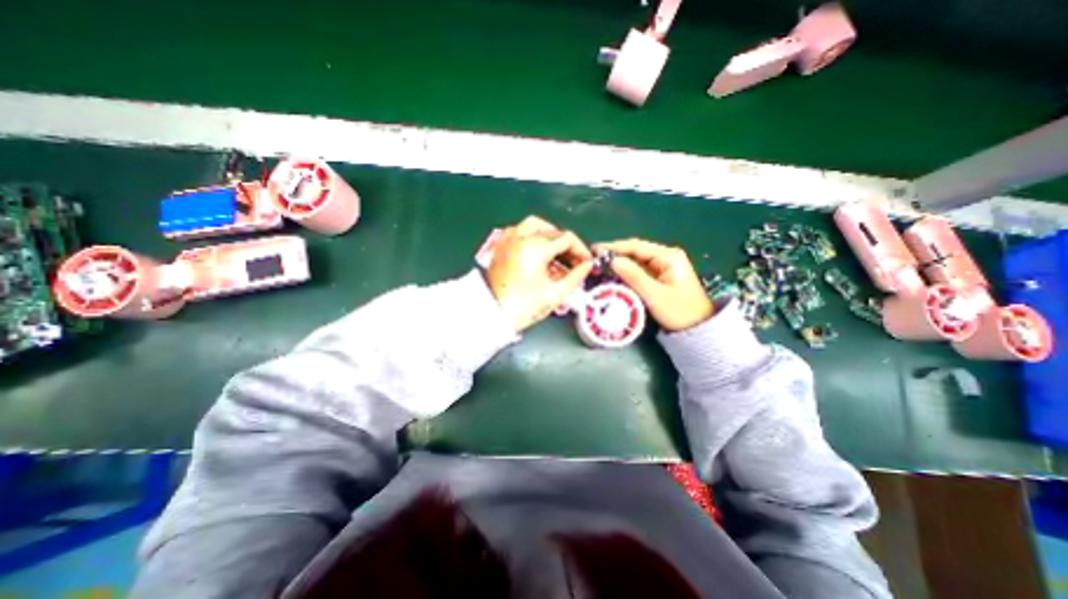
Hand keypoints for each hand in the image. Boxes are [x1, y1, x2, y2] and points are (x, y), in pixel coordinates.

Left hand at [488, 216, 597, 332]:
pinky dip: (533, 235)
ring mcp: (509, 240)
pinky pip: (520, 231)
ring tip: (557, 253)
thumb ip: (576, 277)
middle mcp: (521, 237)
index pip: (567, 238)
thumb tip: (586, 266)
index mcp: (536, 248)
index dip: (581, 250)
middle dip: (567, 245)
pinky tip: (538, 252)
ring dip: (550, 235)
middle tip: (574, 261)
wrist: (492, 314)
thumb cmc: (524, 307)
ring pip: (535, 225)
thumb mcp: (555, 294)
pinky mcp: (501, 246)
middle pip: (552, 230)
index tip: (586, 263)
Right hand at [596, 238, 712, 332]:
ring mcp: (664, 266)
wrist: (699, 329)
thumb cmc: (679, 312)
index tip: (595, 250)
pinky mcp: (661, 276)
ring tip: (600, 265)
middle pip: (636, 251)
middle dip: (615, 254)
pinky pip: (640, 270)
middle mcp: (666, 256)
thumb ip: (634, 276)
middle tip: (594, 258)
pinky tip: (614, 274)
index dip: (614, 247)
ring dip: (620, 262)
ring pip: (637, 260)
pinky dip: (627, 271)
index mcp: (668, 256)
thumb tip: (612, 261)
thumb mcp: (655, 295)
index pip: (636, 246)